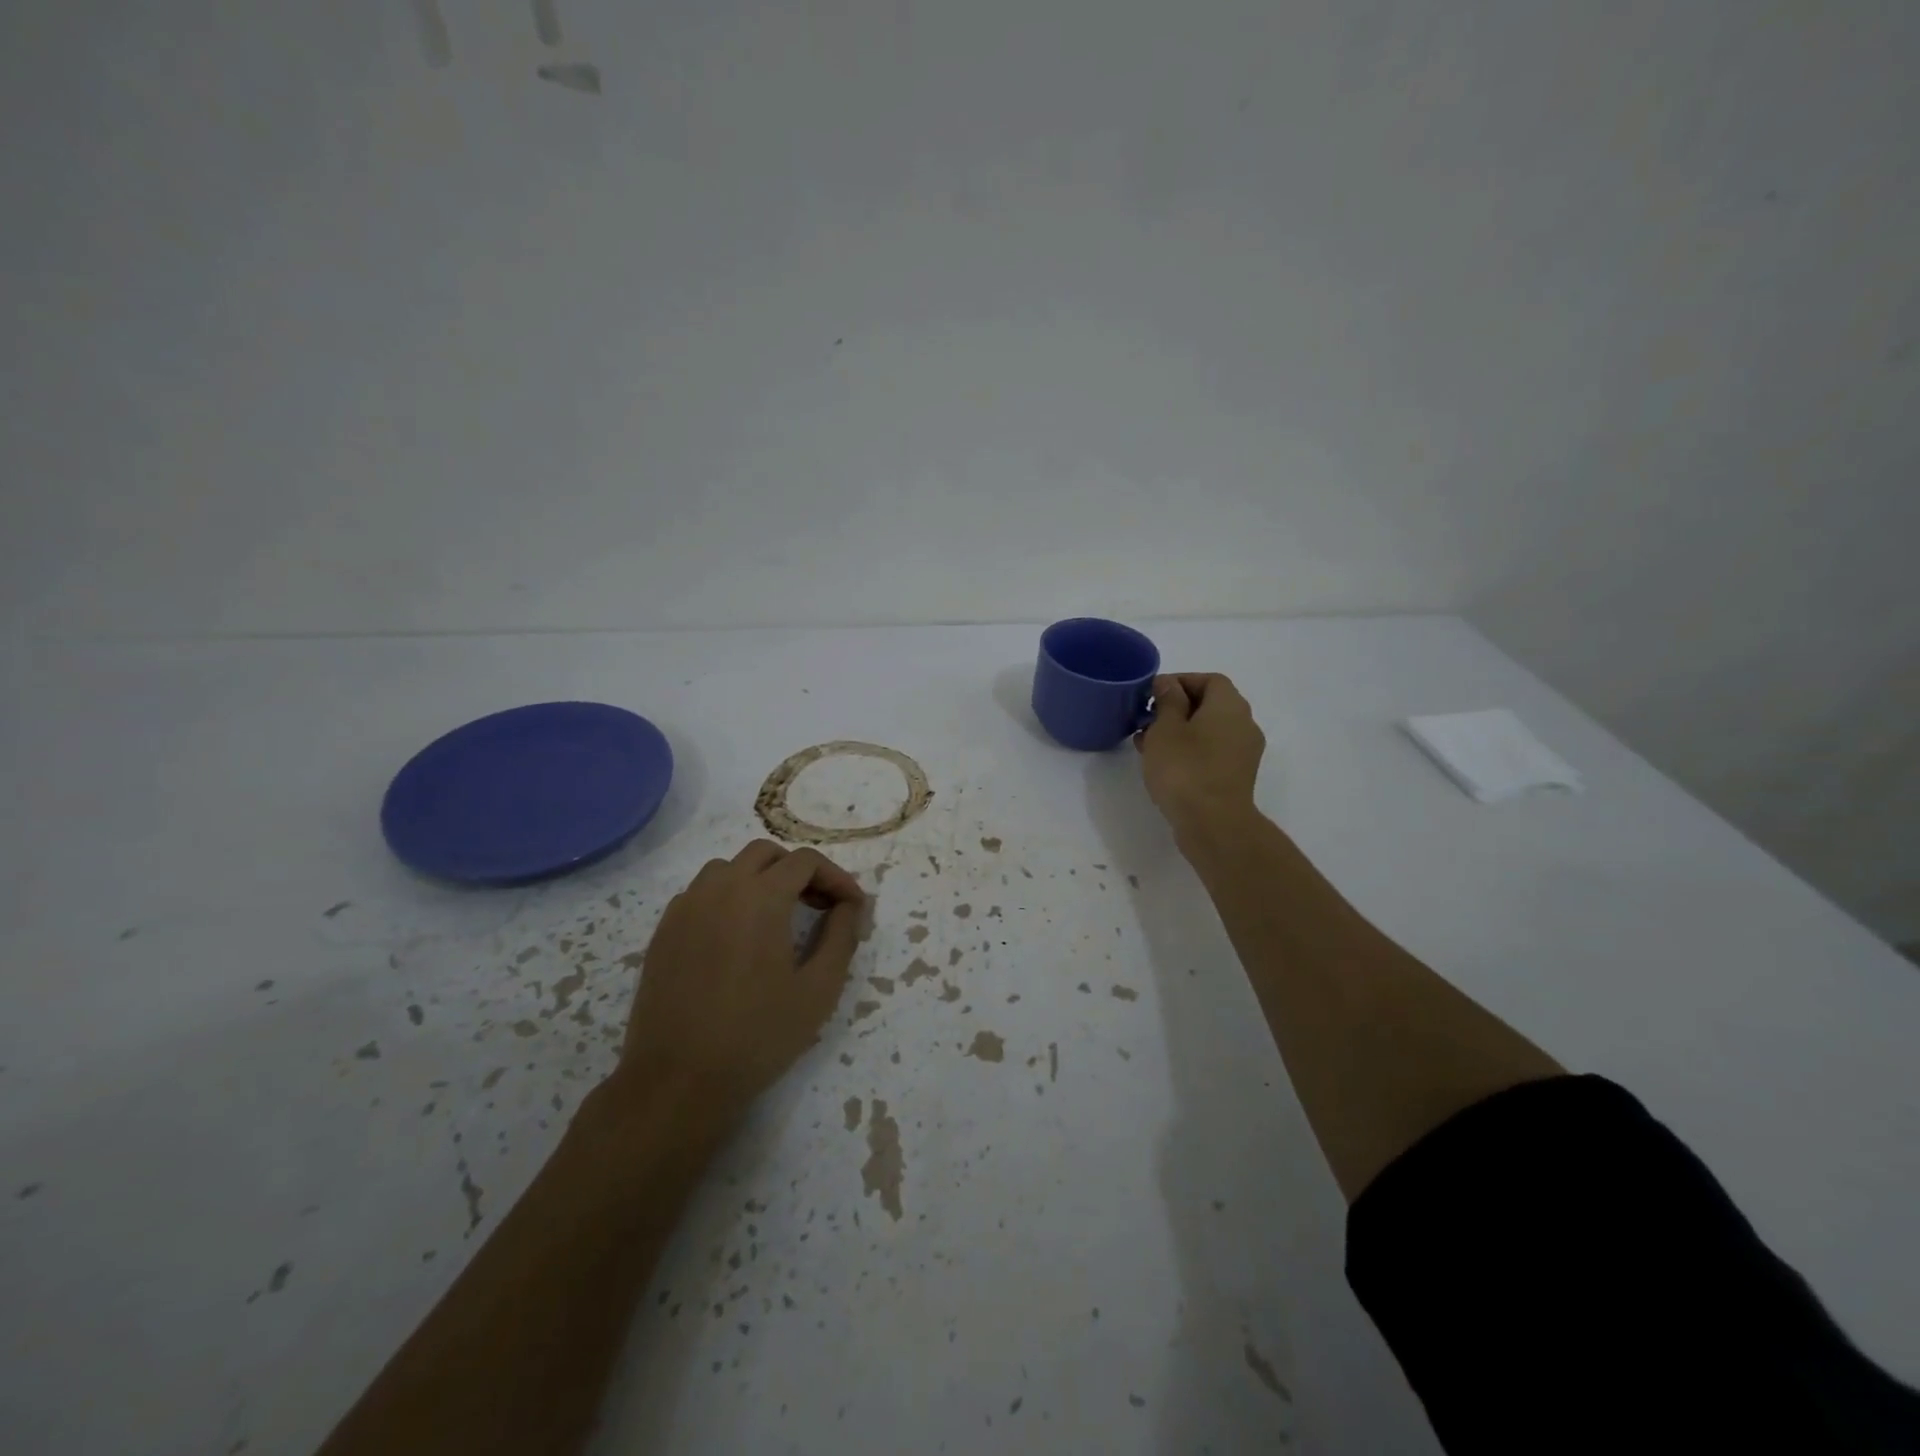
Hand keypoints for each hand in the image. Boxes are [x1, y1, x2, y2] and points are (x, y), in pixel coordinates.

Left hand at [617, 840, 865, 1122]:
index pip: (806, 862)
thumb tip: (850, 905)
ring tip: (777, 917)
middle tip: (819, 906)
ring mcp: (685, 908)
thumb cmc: (758, 1035)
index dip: (836, 878)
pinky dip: (727, 898)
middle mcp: (720, 889)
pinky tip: (737, 937)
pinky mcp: (663, 931)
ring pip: (728, 868)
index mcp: (761, 896)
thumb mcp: (819, 989)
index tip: (853, 907)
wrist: (677, 1081)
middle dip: (798, 871)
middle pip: (766, 854)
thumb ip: (841, 935)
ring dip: (760, 879)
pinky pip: (701, 893)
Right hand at [1136, 673, 1265, 833]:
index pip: (1208, 680)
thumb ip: (1167, 701)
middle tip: (1146, 719)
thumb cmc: (1185, 768)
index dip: (1180, 681)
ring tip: (1147, 743)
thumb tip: (1169, 684)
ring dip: (1179, 731)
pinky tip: (1163, 763)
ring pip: (1208, 730)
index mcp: (1229, 705)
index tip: (1151, 694)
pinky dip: (1189, 751)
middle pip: (1210, 705)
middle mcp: (1244, 724)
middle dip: (1176, 708)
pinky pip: (1211, 752)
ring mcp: (1243, 752)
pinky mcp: (1236, 776)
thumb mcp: (1166, 728)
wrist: (1213, 824)